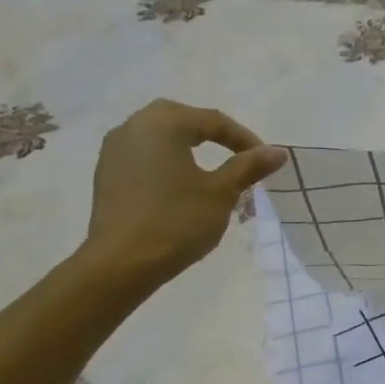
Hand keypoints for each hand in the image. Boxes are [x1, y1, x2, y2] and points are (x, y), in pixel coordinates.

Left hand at [79, 99, 287, 284]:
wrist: (121, 263)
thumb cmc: (177, 221)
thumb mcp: (221, 192)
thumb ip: (249, 166)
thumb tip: (278, 152)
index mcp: (163, 124)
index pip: (213, 120)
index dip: (244, 138)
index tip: (265, 160)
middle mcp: (133, 127)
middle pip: (182, 119)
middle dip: (213, 135)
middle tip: (238, 156)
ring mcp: (114, 150)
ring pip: (160, 136)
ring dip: (188, 147)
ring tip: (212, 171)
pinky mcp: (106, 174)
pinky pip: (144, 155)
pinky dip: (167, 161)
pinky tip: (181, 185)